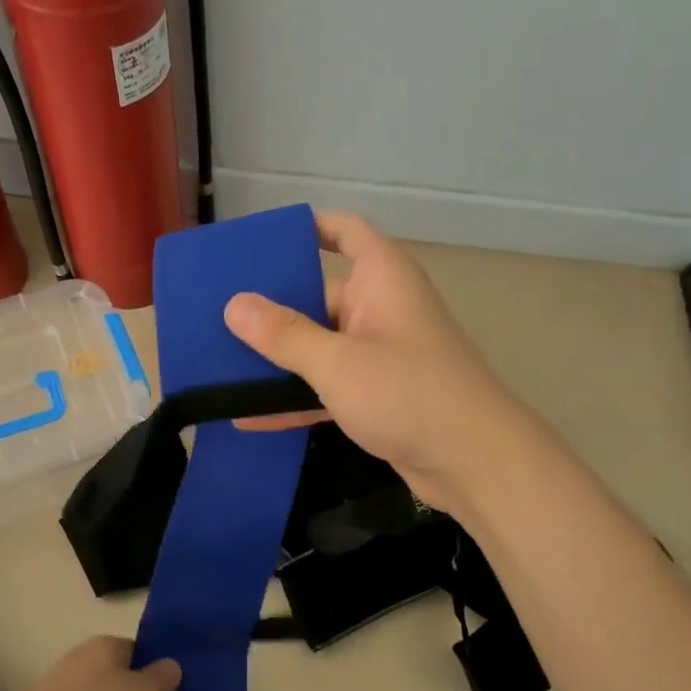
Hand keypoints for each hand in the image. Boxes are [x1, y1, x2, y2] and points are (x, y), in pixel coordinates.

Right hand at [223, 210, 537, 515]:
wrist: (475, 462)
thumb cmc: (408, 393)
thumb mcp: (337, 362)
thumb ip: (285, 334)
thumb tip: (235, 304)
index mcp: (382, 278)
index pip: (346, 232)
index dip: (309, 227)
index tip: (262, 242)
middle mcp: (381, 308)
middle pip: (319, 295)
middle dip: (271, 306)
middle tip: (215, 312)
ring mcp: (380, 354)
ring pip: (320, 346)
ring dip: (278, 359)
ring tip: (219, 363)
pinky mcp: (378, 395)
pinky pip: (328, 386)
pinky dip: (296, 398)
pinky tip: (248, 417)